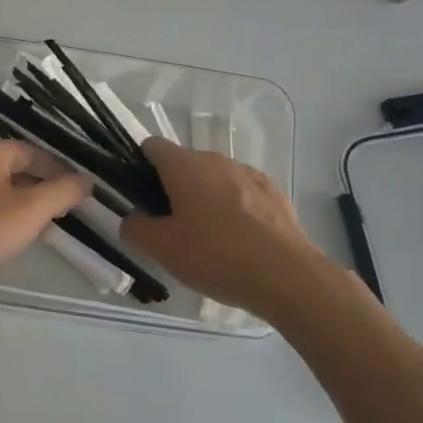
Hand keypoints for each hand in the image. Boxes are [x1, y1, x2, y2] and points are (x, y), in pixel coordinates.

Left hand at [0, 139, 92, 304]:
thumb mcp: (30, 210)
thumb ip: (62, 192)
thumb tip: (86, 180)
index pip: (35, 153)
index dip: (61, 171)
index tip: (82, 194)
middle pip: (17, 172)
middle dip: (44, 191)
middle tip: (68, 214)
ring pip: (1, 194)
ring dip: (25, 209)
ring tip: (47, 232)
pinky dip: (3, 223)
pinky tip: (13, 244)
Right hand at [120, 138, 342, 319]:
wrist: (288, 276)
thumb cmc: (216, 256)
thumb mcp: (162, 249)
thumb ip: (136, 227)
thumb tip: (134, 217)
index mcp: (184, 166)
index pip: (152, 146)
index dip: (140, 165)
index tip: (140, 195)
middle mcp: (216, 160)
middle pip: (184, 163)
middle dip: (173, 187)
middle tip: (170, 226)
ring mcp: (248, 173)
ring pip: (214, 178)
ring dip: (205, 197)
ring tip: (207, 237)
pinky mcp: (274, 192)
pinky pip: (242, 192)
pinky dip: (234, 208)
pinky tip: (238, 240)